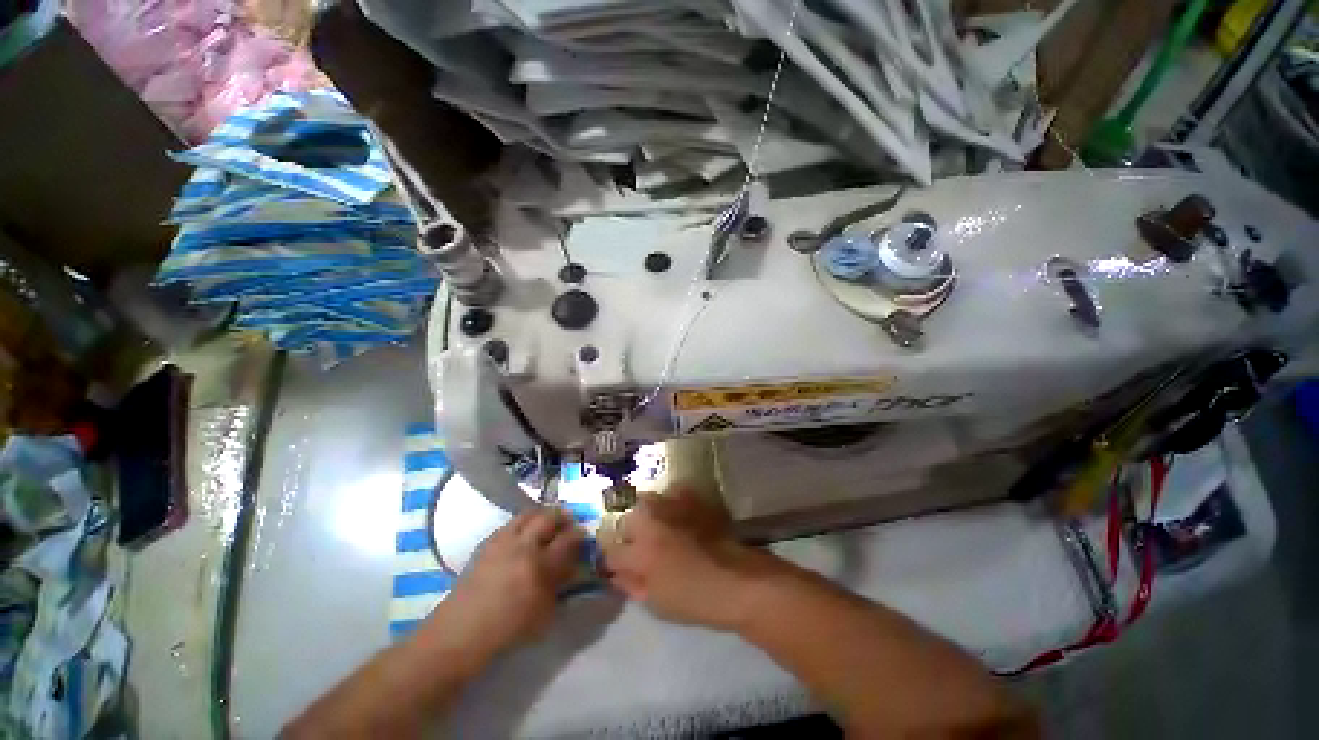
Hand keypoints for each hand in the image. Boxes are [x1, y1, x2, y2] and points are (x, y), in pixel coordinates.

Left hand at [433, 507, 584, 657]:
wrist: (461, 631)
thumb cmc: (507, 630)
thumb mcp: (544, 613)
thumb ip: (560, 584)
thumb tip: (572, 564)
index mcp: (540, 566)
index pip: (568, 538)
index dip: (579, 534)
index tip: (583, 534)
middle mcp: (523, 546)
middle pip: (548, 517)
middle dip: (562, 516)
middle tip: (567, 522)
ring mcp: (503, 541)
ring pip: (528, 513)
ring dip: (542, 515)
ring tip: (547, 523)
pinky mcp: (488, 542)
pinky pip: (511, 523)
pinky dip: (523, 523)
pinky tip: (524, 535)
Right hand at [600, 485, 784, 630]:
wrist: (738, 581)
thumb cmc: (696, 600)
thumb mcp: (657, 603)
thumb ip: (632, 585)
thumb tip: (616, 574)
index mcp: (640, 553)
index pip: (611, 550)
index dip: (612, 559)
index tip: (618, 565)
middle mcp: (652, 523)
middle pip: (626, 519)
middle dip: (628, 533)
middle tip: (639, 548)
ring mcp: (672, 507)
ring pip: (646, 500)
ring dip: (646, 513)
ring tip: (657, 527)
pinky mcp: (692, 499)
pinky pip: (673, 491)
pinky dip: (671, 499)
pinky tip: (677, 512)